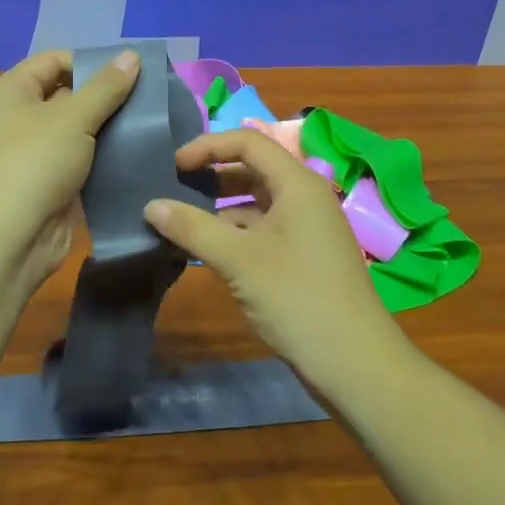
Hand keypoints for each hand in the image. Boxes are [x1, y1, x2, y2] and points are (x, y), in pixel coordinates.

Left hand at [0, 48, 141, 292]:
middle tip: (152, 101)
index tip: (133, 74)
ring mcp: (33, 155)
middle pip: (69, 95)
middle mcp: (19, 118)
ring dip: (111, 131)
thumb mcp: (73, 118)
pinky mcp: (49, 186)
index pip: (55, 60)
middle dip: (108, 98)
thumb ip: (106, 87)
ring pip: (79, 133)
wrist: (5, 242)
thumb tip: (131, 55)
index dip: (92, 62)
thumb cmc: (33, 164)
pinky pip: (82, 164)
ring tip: (153, 128)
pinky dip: (105, 161)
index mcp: (13, 91)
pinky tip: (138, 159)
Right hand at [144, 129, 408, 383]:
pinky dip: (233, 234)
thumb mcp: (238, 260)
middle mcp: (305, 197)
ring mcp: (306, 228)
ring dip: (218, 208)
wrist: (354, 362)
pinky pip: (262, 229)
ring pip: (256, 202)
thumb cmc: (297, 298)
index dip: (207, 146)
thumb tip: (151, 206)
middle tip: (172, 190)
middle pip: (252, 169)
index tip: (172, 167)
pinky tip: (205, 252)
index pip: (248, 142)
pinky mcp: (303, 255)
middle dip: (211, 175)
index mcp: (297, 184)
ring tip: (179, 223)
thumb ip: (192, 228)